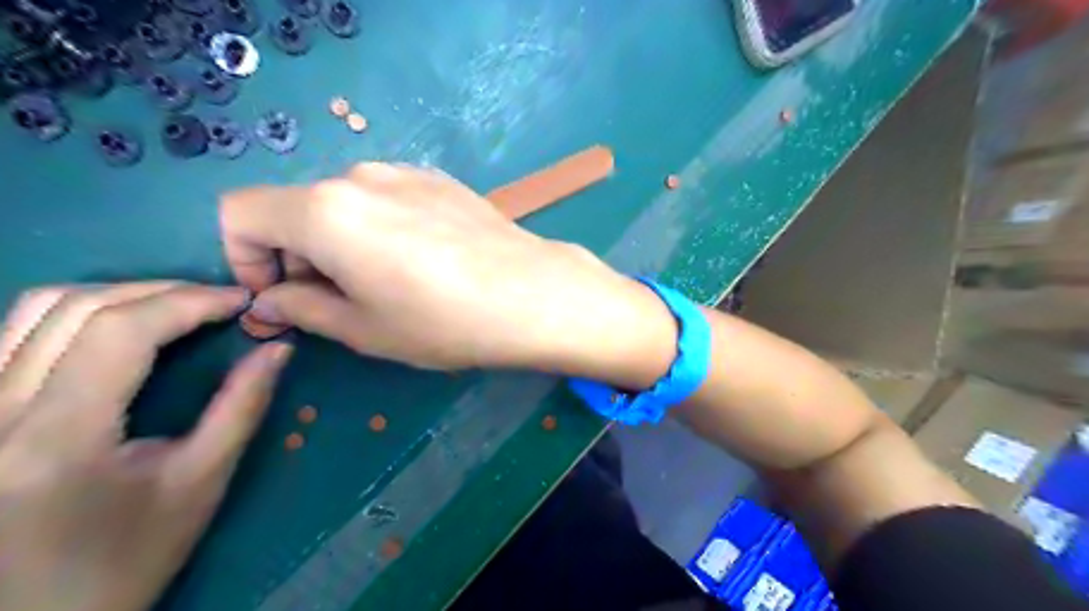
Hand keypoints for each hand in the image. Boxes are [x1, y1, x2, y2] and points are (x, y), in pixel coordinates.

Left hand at [1, 281, 290, 610]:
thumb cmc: (127, 557)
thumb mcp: (200, 482)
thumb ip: (242, 407)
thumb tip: (278, 347)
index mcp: (59, 437)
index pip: (122, 330)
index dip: (190, 301)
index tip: (243, 302)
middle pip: (76, 306)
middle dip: (162, 291)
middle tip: (220, 302)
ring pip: (36, 309)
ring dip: (120, 294)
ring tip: (177, 307)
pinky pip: (15, 332)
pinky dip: (80, 312)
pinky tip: (122, 326)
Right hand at [219, 159, 678, 381]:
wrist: (532, 293)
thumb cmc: (443, 321)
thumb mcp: (364, 329)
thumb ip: (303, 307)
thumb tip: (270, 297)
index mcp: (324, 210)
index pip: (240, 213)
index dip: (242, 257)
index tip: (278, 296)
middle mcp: (358, 176)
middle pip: (296, 208)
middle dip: (297, 256)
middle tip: (335, 303)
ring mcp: (405, 172)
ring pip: (343, 203)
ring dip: (340, 242)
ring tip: (383, 285)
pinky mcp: (440, 180)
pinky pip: (387, 199)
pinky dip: (378, 228)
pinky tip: (419, 262)